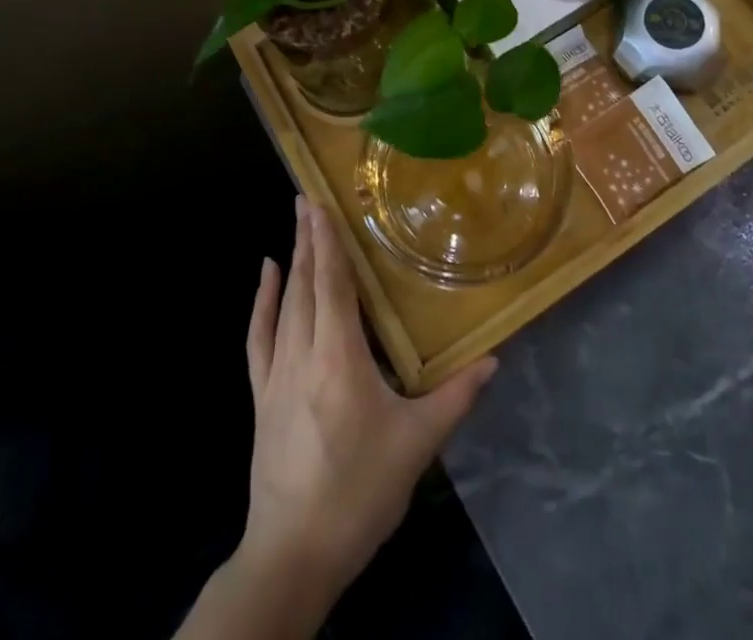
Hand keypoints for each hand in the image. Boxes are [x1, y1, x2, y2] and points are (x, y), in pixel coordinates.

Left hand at [236, 196, 496, 613]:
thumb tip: (494, 360)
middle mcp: (303, 354)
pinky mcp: (261, 397)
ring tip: (296, 223)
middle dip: (309, 239)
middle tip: (308, 198)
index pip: (332, 285)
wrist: (293, 555)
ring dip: (291, 261)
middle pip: (305, 284)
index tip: (321, 204)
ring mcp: (276, 375)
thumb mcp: (417, 446)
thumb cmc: (358, 492)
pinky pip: (258, 338)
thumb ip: (456, 397)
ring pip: (284, 304)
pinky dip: (261, 303)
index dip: (328, 242)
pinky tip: (264, 276)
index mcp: (339, 358)